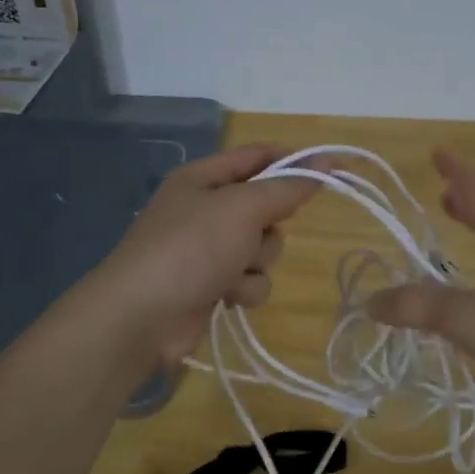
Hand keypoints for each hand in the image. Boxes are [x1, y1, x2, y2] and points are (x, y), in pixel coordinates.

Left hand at [84, 144, 317, 369]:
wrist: (142, 317)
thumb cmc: (190, 249)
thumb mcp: (243, 208)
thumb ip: (287, 187)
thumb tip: (326, 163)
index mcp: (204, 177)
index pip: (259, 156)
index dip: (295, 161)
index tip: (332, 171)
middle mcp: (206, 209)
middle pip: (266, 207)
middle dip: (269, 226)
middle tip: (252, 234)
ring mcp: (208, 249)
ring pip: (263, 248)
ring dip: (256, 263)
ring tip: (231, 272)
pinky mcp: (212, 284)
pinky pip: (251, 279)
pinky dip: (244, 288)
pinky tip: (225, 297)